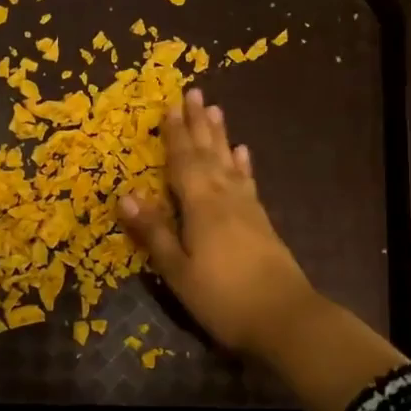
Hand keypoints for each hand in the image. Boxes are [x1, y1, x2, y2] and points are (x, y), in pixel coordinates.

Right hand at [117, 88, 319, 358]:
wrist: (284, 318)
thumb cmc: (222, 297)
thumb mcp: (178, 270)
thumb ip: (154, 232)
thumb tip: (125, 196)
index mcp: (200, 205)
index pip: (183, 161)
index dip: (175, 134)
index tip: (170, 106)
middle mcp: (225, 196)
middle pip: (208, 153)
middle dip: (198, 123)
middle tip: (193, 92)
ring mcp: (247, 207)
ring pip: (229, 162)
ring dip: (220, 136)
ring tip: (216, 110)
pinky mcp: (261, 221)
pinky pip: (247, 182)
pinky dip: (242, 165)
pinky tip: (242, 153)